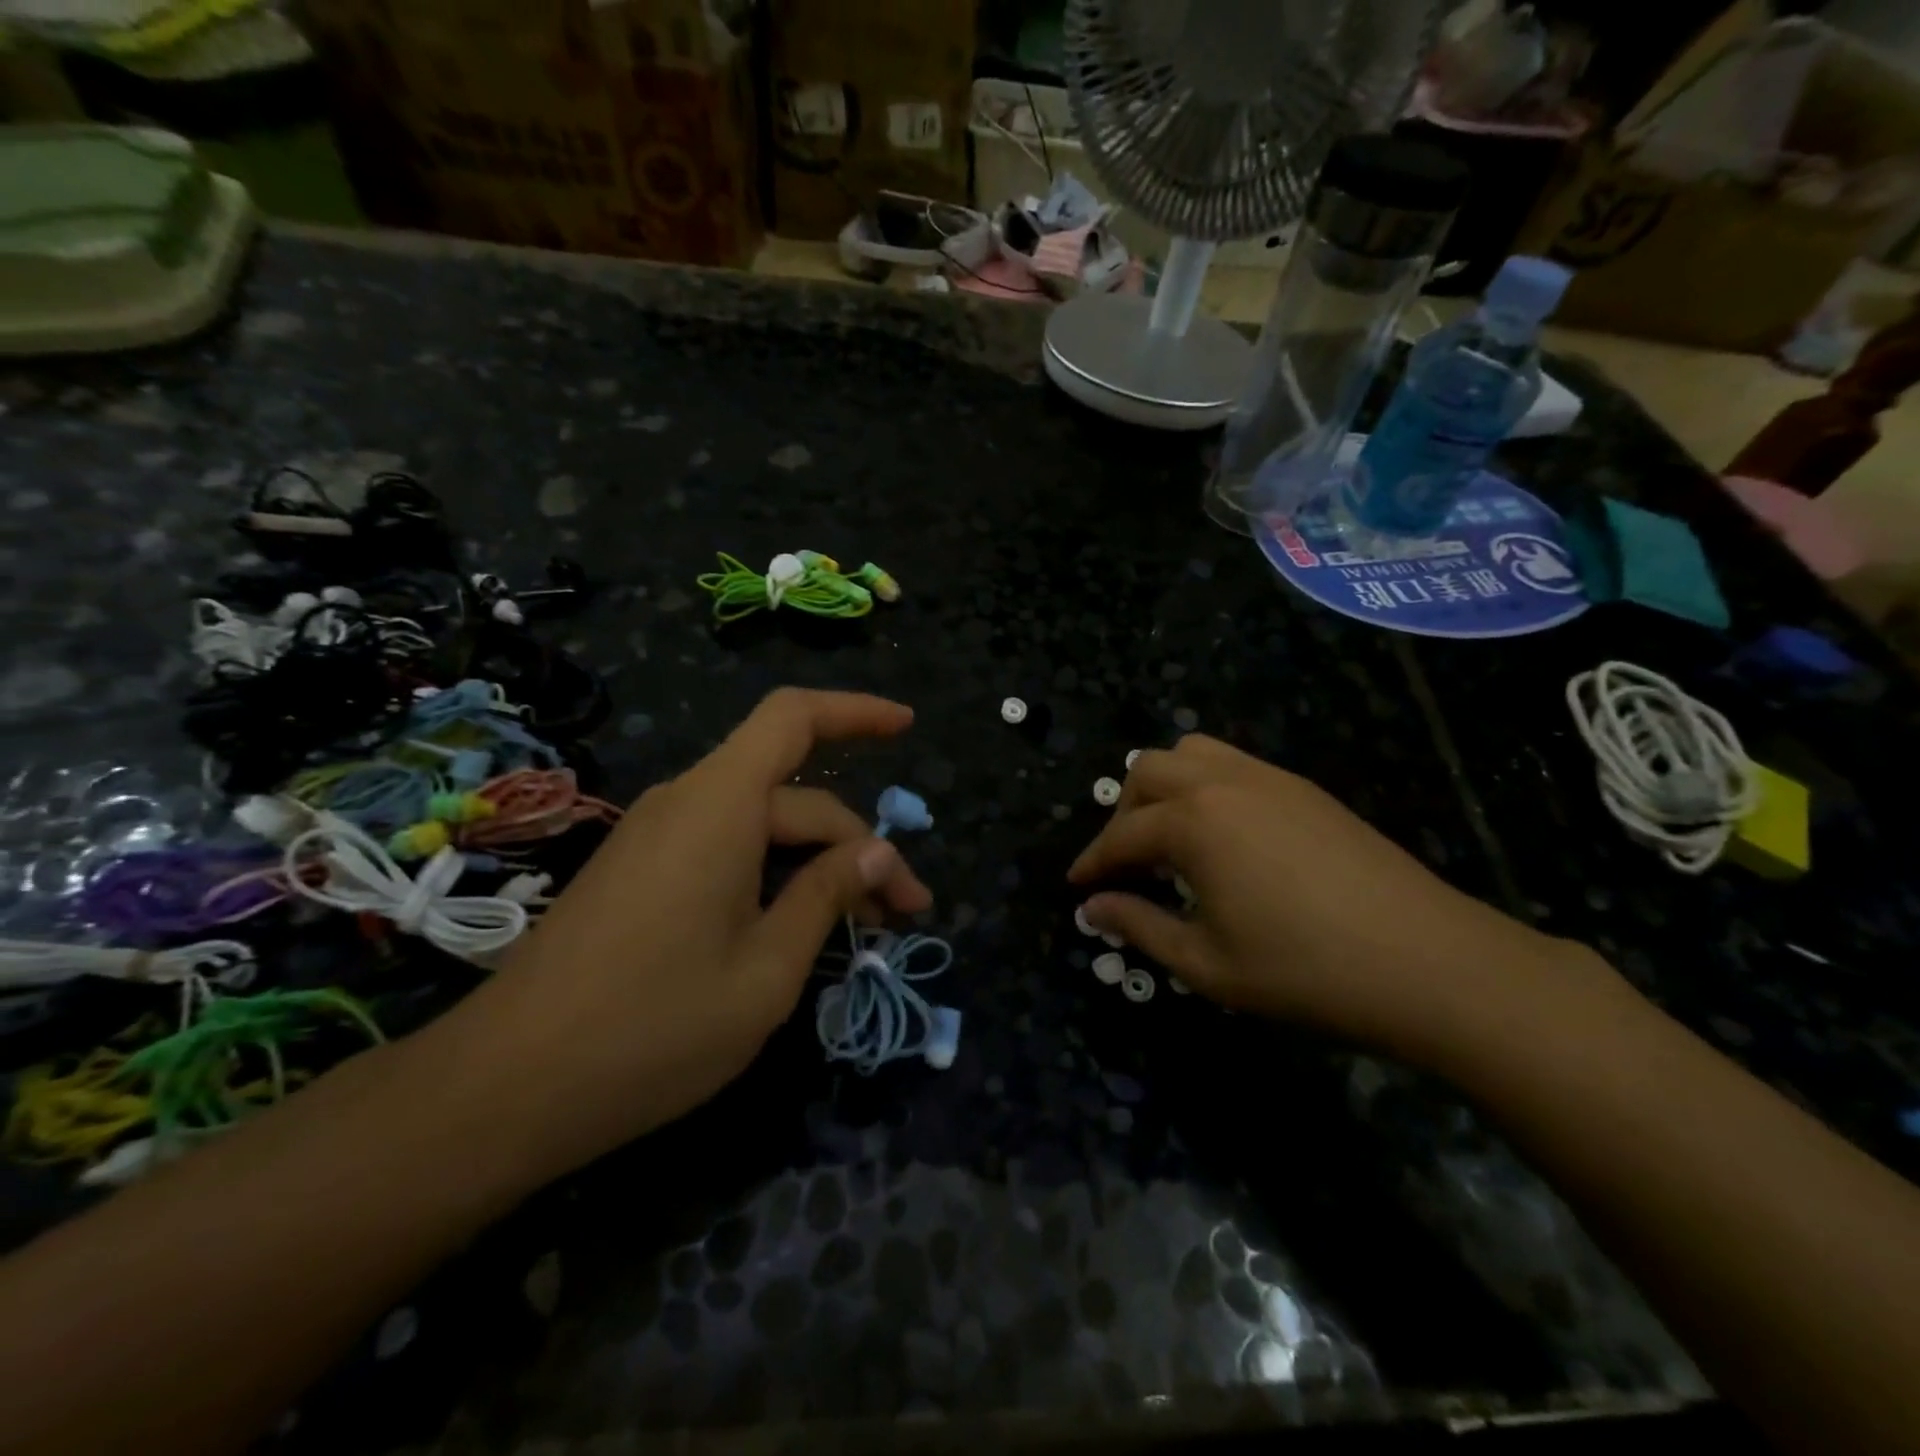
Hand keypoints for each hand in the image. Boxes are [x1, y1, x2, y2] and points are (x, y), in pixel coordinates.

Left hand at [432, 689, 930, 1181]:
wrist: (505, 1090)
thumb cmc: (652, 1029)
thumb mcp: (767, 969)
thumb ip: (827, 895)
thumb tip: (881, 851)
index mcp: (719, 806)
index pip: (794, 719)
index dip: (856, 712)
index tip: (909, 728)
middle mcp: (687, 804)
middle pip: (794, 798)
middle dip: (859, 846)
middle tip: (907, 912)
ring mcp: (658, 838)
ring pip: (762, 827)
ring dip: (819, 865)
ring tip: (866, 925)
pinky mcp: (641, 872)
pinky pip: (726, 850)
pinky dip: (775, 876)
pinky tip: (799, 928)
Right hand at [1068, 735, 1582, 1068]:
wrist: (1430, 963)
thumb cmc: (1304, 970)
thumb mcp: (1206, 964)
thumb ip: (1140, 926)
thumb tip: (1093, 908)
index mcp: (1193, 821)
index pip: (1122, 835)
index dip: (1093, 862)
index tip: (1076, 888)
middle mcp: (1224, 782)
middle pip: (1148, 772)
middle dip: (1123, 814)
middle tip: (1125, 865)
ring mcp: (1270, 778)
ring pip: (1192, 753)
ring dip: (1164, 788)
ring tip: (1170, 839)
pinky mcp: (1305, 789)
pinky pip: (1234, 764)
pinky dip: (1206, 787)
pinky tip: (1223, 838)